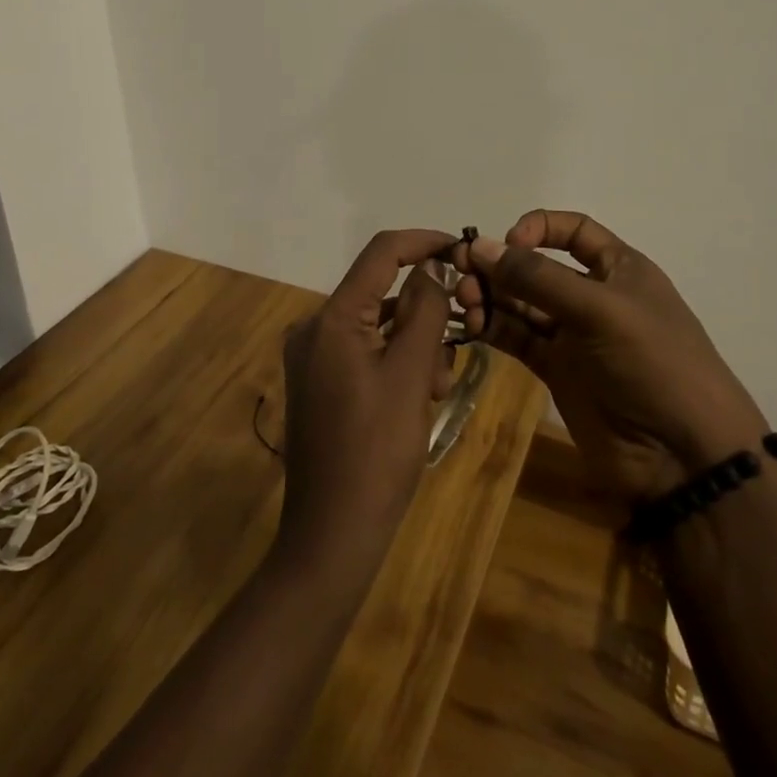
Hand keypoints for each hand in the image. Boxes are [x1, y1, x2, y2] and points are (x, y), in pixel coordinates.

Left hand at [275, 229, 458, 581]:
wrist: (333, 535)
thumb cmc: (377, 451)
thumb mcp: (411, 374)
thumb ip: (425, 310)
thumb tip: (431, 267)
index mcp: (332, 318)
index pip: (381, 252)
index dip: (424, 242)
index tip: (463, 250)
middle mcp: (315, 327)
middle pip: (383, 295)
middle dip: (425, 319)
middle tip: (451, 359)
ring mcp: (314, 357)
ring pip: (379, 327)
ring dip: (415, 348)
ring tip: (435, 393)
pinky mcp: (320, 382)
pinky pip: (366, 353)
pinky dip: (396, 365)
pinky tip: (418, 400)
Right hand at [454, 209, 767, 503]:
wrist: (685, 458)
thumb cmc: (654, 364)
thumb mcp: (601, 310)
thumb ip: (538, 279)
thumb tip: (481, 246)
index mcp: (619, 269)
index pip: (573, 230)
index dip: (538, 228)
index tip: (508, 243)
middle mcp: (593, 296)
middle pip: (537, 267)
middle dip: (501, 266)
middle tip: (462, 274)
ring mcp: (574, 336)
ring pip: (522, 303)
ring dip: (491, 296)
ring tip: (465, 302)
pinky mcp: (557, 371)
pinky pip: (518, 338)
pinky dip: (493, 328)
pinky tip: (472, 325)